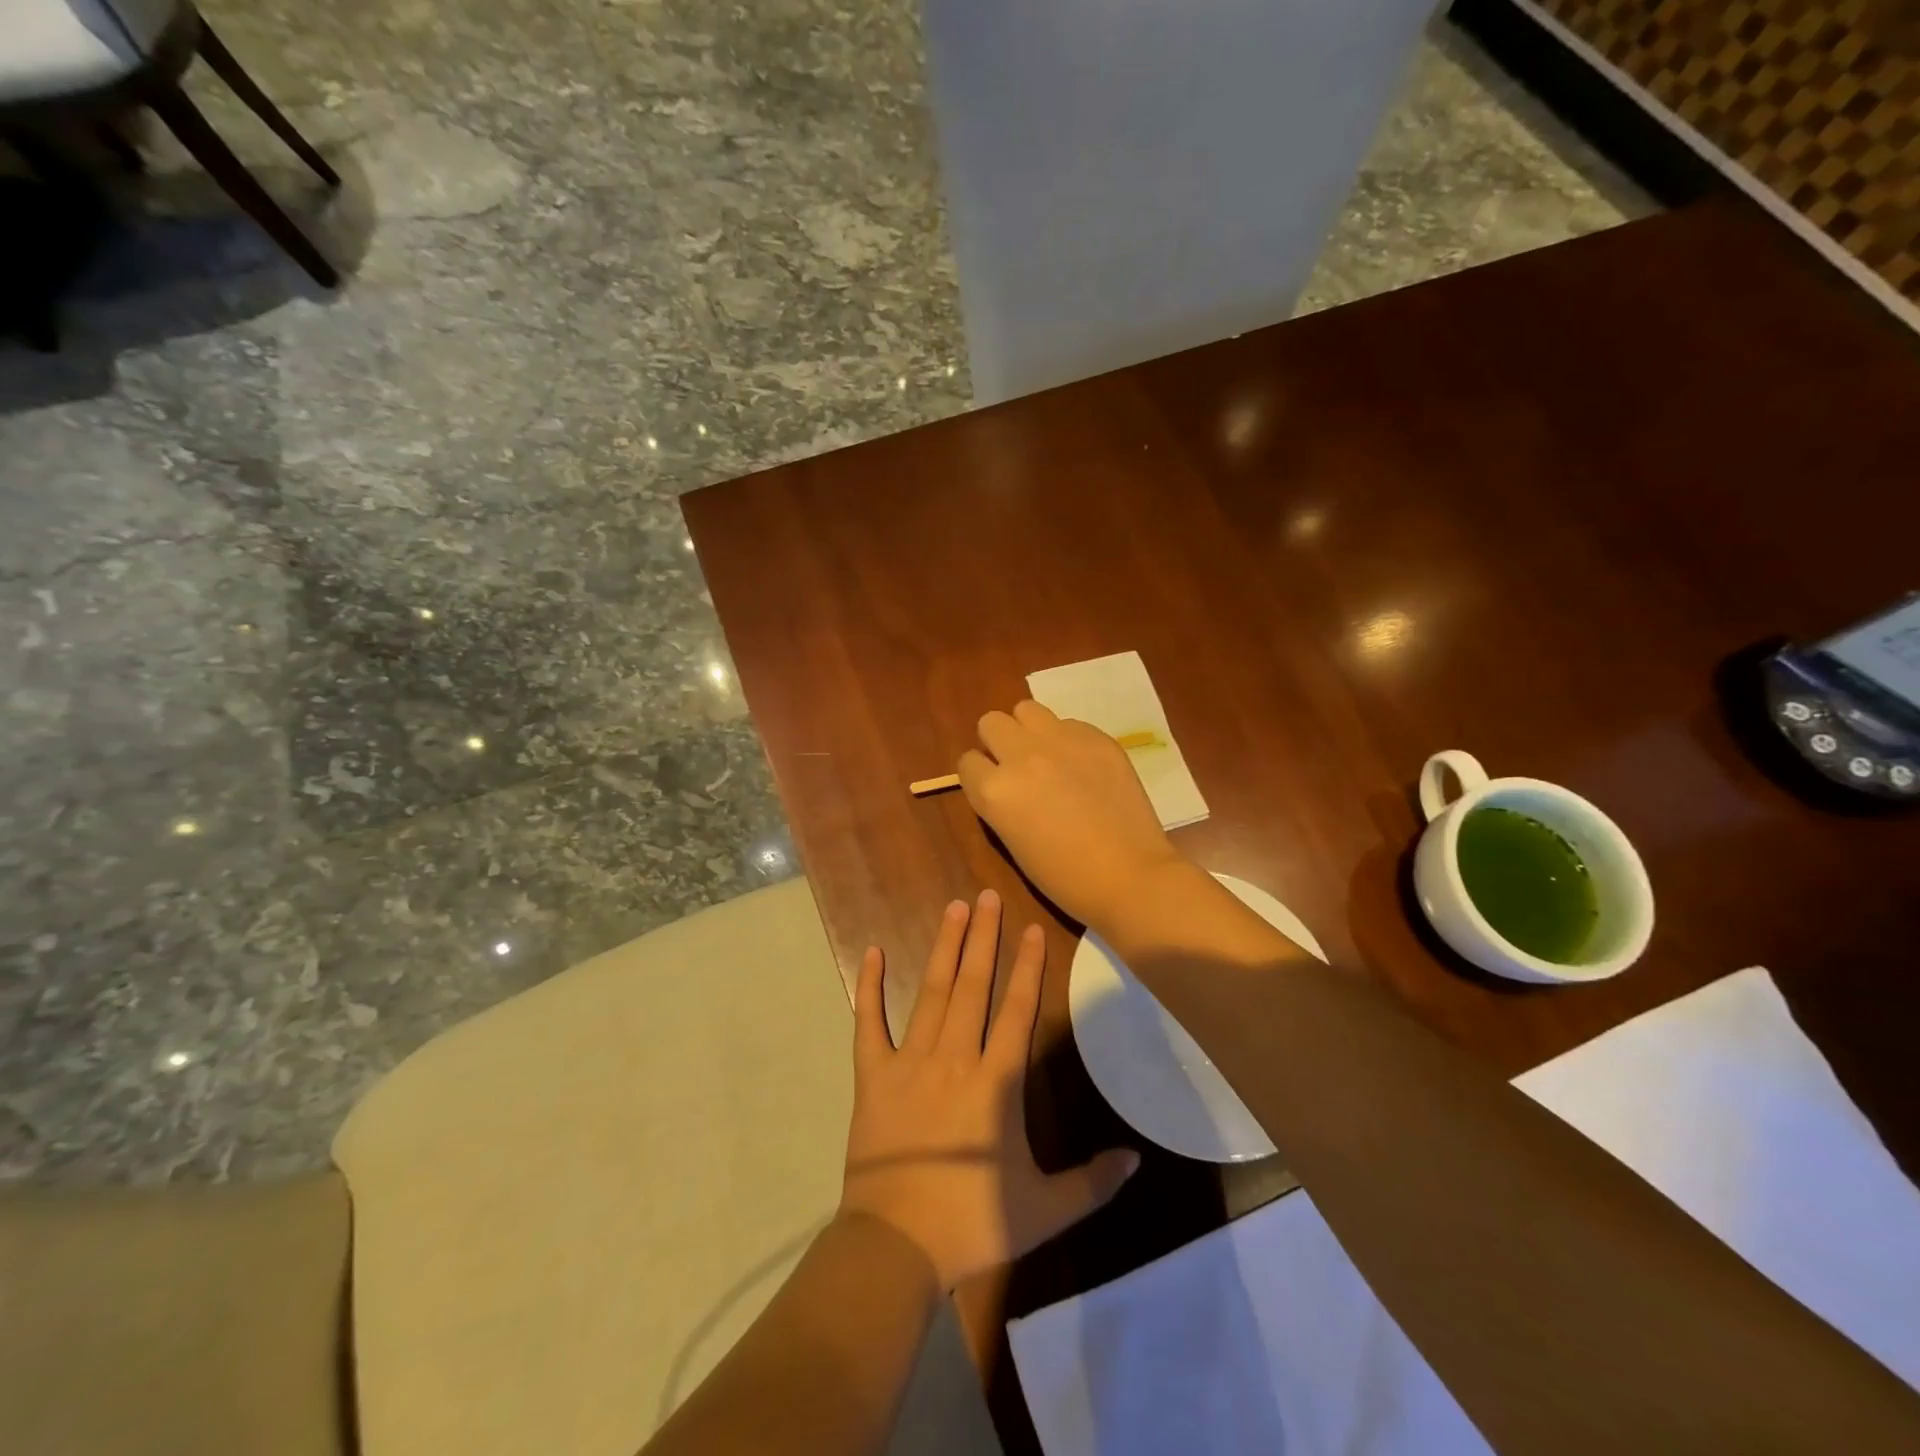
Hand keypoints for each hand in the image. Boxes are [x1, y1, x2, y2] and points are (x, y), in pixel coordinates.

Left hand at [840, 890, 1138, 1289]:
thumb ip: (1093, 1182)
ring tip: (953, 908)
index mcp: (995, 1082)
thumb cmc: (973, 1223)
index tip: (1031, 928)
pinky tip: (873, 952)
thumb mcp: (1045, 1211)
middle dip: (983, 938)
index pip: (1016, 1010)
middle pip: (973, 986)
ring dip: (944, 948)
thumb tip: (1136, 1159)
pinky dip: (870, 987)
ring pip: (931, 992)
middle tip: (987, 896)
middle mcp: (954, 1057)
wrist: (895, 1245)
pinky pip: (869, 1023)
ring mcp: (910, 1061)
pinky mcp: (873, 1075)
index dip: (1027, 966)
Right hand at [957, 701, 1185, 929]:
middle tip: (1018, 766)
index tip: (995, 788)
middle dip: (998, 742)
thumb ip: (999, 802)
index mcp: (995, 790)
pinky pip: (1068, 723)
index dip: (980, 775)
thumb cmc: (1064, 877)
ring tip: (1047, 756)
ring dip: (1029, 730)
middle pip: (991, 722)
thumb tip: (1003, 781)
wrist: (1129, 875)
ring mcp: (1061, 741)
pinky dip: (1068, 740)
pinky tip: (1084, 767)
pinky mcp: (1096, 737)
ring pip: (1026, 709)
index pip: (967, 762)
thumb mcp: (1012, 842)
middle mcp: (1021, 755)